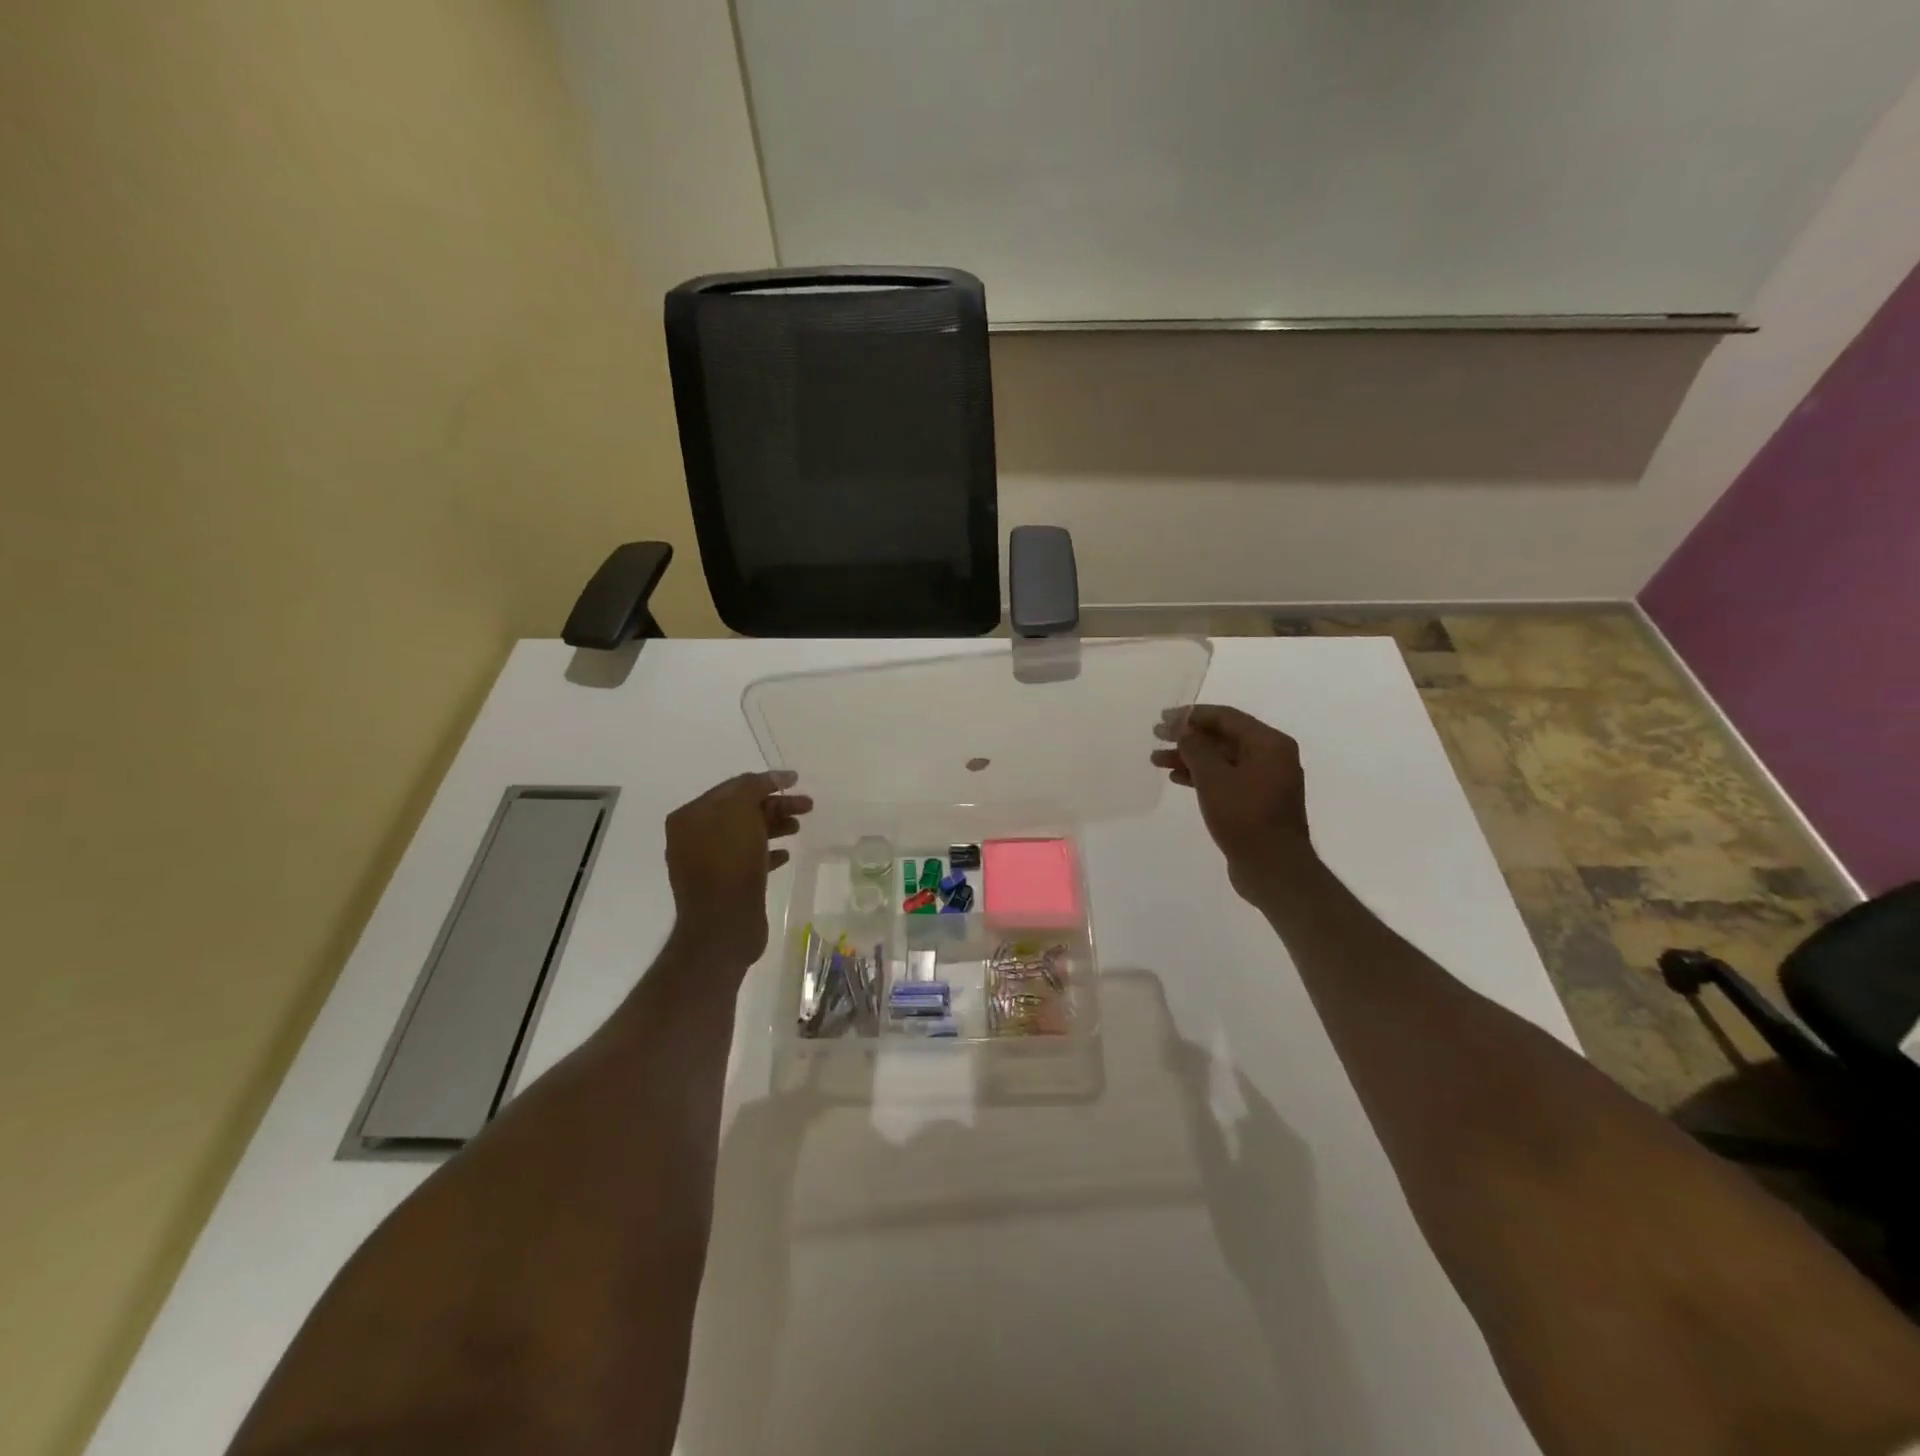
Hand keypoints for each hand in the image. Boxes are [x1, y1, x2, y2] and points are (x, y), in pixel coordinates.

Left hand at [664, 770, 811, 968]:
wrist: (723, 925)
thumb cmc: (730, 862)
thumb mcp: (741, 812)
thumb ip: (755, 787)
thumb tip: (774, 777)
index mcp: (691, 816)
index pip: (733, 787)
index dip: (766, 780)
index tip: (796, 780)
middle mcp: (694, 836)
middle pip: (742, 810)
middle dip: (775, 805)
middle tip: (807, 806)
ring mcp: (708, 862)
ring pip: (747, 834)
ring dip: (774, 826)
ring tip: (798, 828)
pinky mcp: (723, 885)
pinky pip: (747, 860)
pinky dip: (767, 853)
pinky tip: (786, 855)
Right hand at [1153, 705, 1313, 902]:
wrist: (1273, 869)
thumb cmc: (1244, 817)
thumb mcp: (1214, 778)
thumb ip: (1195, 747)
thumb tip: (1183, 729)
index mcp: (1269, 744)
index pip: (1226, 717)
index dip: (1192, 715)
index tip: (1163, 718)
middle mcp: (1271, 757)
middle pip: (1223, 737)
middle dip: (1188, 737)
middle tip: (1157, 736)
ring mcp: (1265, 780)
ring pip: (1221, 759)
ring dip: (1190, 758)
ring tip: (1157, 760)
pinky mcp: (1256, 802)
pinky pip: (1225, 778)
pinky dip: (1201, 776)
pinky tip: (1177, 779)